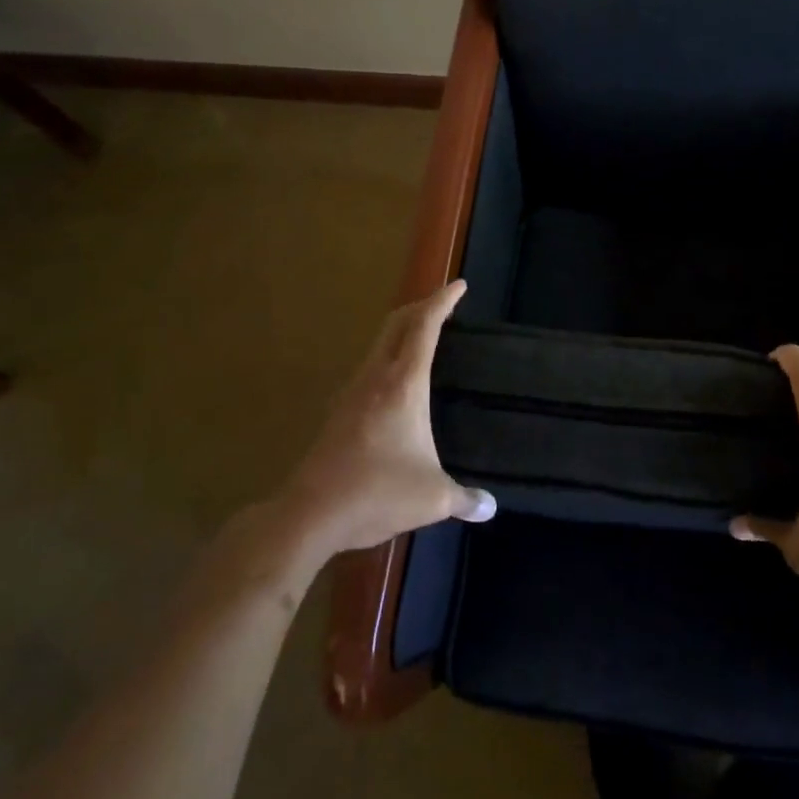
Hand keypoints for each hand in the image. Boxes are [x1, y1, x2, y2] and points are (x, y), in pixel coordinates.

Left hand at [279, 280, 496, 559]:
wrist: (309, 513)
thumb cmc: (377, 493)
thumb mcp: (432, 498)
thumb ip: (464, 499)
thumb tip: (490, 507)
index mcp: (403, 384)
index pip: (425, 327)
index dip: (443, 302)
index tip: (459, 285)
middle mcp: (375, 378)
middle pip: (396, 324)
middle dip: (421, 306)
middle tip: (443, 304)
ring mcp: (352, 393)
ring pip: (378, 344)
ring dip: (402, 331)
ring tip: (423, 339)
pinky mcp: (339, 412)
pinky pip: (369, 367)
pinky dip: (388, 357)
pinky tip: (396, 383)